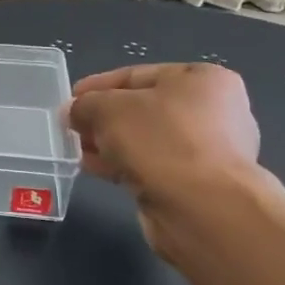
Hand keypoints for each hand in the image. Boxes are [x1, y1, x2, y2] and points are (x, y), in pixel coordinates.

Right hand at [64, 64, 264, 252]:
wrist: (202, 209)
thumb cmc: (160, 140)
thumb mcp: (108, 108)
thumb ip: (85, 104)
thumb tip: (74, 112)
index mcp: (204, 80)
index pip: (138, 75)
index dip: (98, 85)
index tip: (70, 98)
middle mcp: (214, 112)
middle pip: (142, 109)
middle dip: (103, 118)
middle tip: (71, 126)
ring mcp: (209, 152)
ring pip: (145, 140)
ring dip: (110, 143)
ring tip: (76, 150)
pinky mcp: (199, 185)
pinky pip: (152, 166)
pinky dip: (124, 165)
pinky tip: (95, 169)